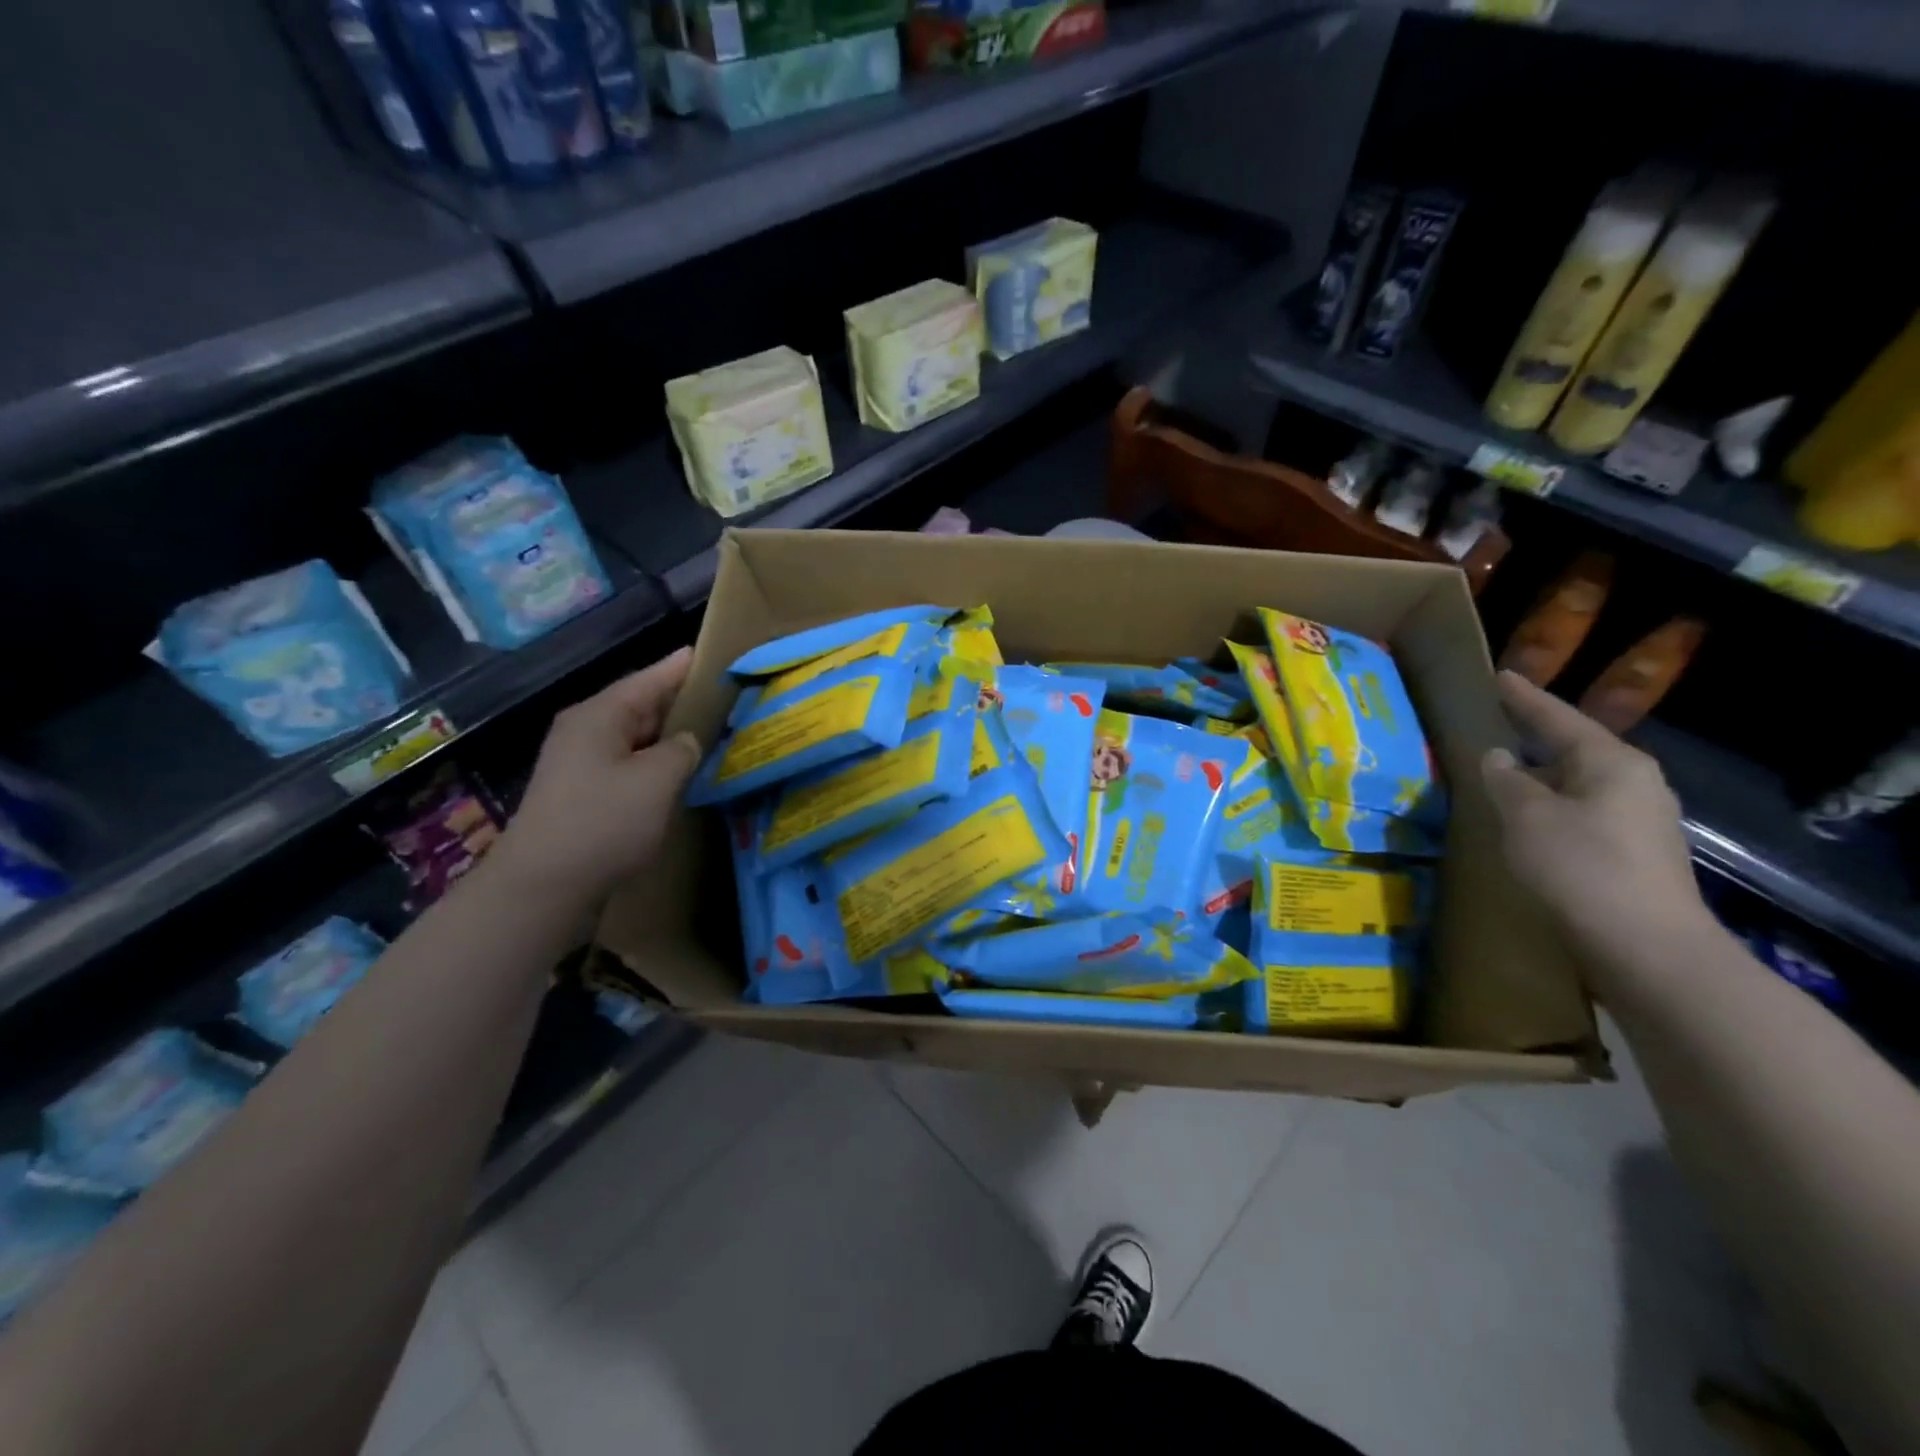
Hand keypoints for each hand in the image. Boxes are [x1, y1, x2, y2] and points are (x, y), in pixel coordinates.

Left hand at [493, 648, 698, 907]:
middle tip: (722, 695)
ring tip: (710, 730)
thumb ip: (682, 750)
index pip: (648, 679)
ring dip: (668, 735)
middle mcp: (585, 731)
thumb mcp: (657, 779)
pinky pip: (626, 763)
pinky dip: (654, 762)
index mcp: (599, 716)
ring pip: (634, 737)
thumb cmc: (604, 822)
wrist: (542, 885)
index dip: (680, 667)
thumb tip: (686, 741)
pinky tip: (678, 772)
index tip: (709, 652)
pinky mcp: (582, 793)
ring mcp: (579, 763)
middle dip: (678, 701)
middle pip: (639, 705)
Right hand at [1481, 671, 1707, 955]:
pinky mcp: (1634, 852)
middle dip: (1535, 737)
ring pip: (1578, 782)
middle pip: (1574, 748)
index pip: (1558, 718)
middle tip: (1498, 723)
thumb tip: (1498, 757)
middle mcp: (1634, 782)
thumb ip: (1506, 781)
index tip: (1500, 676)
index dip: (1525, 698)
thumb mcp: (1526, 816)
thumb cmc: (1580, 866)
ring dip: (1540, 776)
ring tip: (1503, 771)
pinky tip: (1527, 817)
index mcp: (1611, 762)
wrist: (1646, 946)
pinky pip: (1582, 811)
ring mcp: (1639, 819)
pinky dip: (1551, 805)